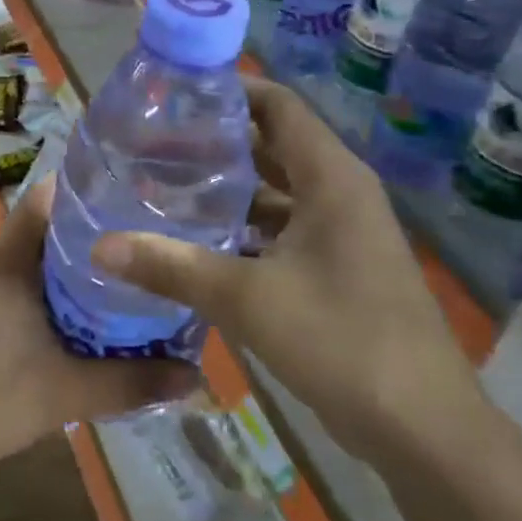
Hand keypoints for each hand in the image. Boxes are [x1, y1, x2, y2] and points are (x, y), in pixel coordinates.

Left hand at [0, 176, 199, 480]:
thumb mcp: (64, 393)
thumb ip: (131, 382)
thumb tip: (197, 377)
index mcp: (6, 259)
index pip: (48, 198)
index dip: (90, 193)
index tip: (136, 201)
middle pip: (46, 230)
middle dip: (94, 239)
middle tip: (146, 250)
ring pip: (32, 261)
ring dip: (72, 271)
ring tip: (124, 285)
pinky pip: (16, 284)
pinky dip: (48, 293)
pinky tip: (78, 321)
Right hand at [90, 79, 481, 464]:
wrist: (422, 428)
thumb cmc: (341, 341)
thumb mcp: (247, 299)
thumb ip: (171, 267)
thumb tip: (100, 246)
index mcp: (330, 178)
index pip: (278, 106)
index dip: (229, 92)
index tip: (173, 97)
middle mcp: (339, 194)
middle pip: (272, 146)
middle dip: (215, 142)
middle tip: (153, 145)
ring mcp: (341, 234)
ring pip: (276, 192)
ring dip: (227, 189)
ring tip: (164, 188)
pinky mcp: (337, 269)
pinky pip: (283, 230)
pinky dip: (244, 229)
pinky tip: (197, 242)